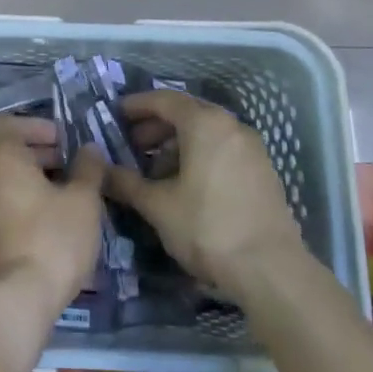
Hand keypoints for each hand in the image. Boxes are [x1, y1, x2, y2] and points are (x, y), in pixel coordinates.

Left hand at [0, 116, 106, 318]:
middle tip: (67, 167)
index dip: (36, 126)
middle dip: (36, 153)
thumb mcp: (83, 202)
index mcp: (1, 157)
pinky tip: (44, 225)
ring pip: (0, 180)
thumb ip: (88, 169)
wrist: (14, 300)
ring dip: (27, 180)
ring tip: (61, 197)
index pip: (7, 123)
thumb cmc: (52, 239)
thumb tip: (89, 149)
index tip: (62, 141)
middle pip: (3, 151)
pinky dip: (17, 204)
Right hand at [107, 89, 305, 295]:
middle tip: (132, 144)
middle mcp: (231, 126)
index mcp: (205, 124)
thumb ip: (126, 183)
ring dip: (177, 144)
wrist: (271, 271)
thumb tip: (101, 171)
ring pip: (207, 133)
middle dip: (156, 126)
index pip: (164, 100)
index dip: (137, 105)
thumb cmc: (208, 228)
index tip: (116, 113)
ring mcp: (252, 148)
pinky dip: (200, 156)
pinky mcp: (262, 172)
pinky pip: (223, 150)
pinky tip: (186, 185)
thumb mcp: (158, 206)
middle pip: (187, 113)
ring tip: (156, 170)